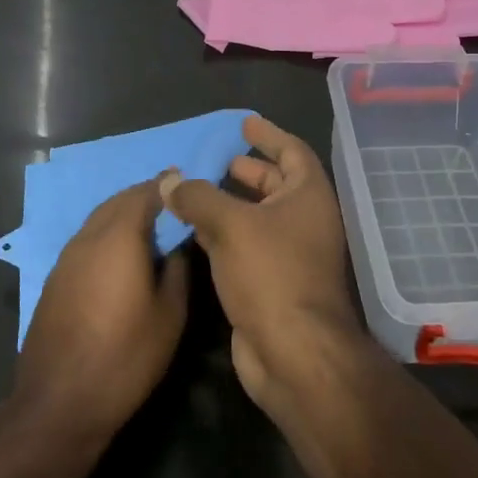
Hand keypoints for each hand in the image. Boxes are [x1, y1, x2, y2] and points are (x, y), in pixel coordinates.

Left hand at [14, 177, 189, 441]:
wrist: (59, 403)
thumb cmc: (124, 357)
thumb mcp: (170, 316)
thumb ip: (178, 270)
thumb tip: (179, 246)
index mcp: (118, 237)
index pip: (145, 193)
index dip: (166, 185)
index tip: (185, 182)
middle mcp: (88, 238)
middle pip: (118, 201)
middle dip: (144, 196)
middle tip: (170, 202)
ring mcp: (66, 258)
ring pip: (99, 220)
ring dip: (123, 214)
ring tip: (150, 226)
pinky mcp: (55, 280)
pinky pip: (87, 240)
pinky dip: (107, 234)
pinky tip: (121, 256)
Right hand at [161, 116, 366, 409]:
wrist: (293, 354)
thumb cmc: (271, 274)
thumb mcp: (231, 225)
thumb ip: (198, 197)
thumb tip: (170, 181)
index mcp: (308, 196)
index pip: (292, 151)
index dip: (268, 134)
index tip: (244, 123)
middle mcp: (304, 220)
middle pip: (277, 183)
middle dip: (250, 170)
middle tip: (220, 158)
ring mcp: (290, 254)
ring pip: (259, 217)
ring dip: (232, 202)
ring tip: (198, 190)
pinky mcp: (271, 282)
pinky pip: (246, 245)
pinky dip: (225, 233)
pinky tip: (196, 230)